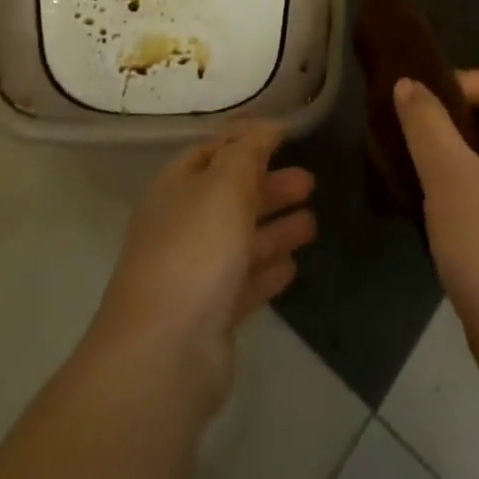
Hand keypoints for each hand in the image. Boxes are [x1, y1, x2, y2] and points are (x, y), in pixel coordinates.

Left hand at [89, 123, 316, 413]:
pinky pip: (245, 282)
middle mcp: (182, 225)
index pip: (212, 152)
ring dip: (275, 228)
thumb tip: (266, 126)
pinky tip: (293, 266)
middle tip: (310, 181)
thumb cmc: (195, 250)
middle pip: (230, 196)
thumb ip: (248, 151)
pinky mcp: (211, 316)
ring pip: (241, 240)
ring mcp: (195, 273)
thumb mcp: (224, 184)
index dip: (245, 142)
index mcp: (176, 187)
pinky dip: (268, 270)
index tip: (283, 136)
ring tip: (313, 222)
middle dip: (269, 186)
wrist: (164, 353)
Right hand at [394, 69, 478, 335]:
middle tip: (421, 131)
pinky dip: (471, 176)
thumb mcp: (448, 175)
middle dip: (460, 113)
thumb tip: (408, 84)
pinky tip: (440, 200)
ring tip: (423, 163)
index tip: (435, 105)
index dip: (475, 80)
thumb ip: (426, 122)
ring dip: (460, 147)